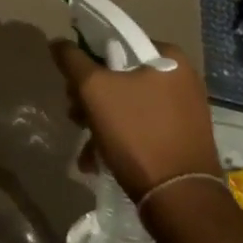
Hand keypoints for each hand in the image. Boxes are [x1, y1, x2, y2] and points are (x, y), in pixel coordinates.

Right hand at [51, 38, 220, 200]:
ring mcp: (185, 110)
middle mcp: (182, 79)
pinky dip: (119, 138)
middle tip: (74, 116)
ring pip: (127, 103)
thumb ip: (72, 60)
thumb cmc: (137, 134)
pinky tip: (98, 160)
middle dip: (90, 97)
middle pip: (119, 75)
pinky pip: (142, 126)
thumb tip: (58, 42)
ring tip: (85, 147)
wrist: (180, 200)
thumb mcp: (94, 90)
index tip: (71, 83)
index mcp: (168, 57)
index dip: (87, 59)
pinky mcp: (183, 138)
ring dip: (99, 121)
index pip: (116, 42)